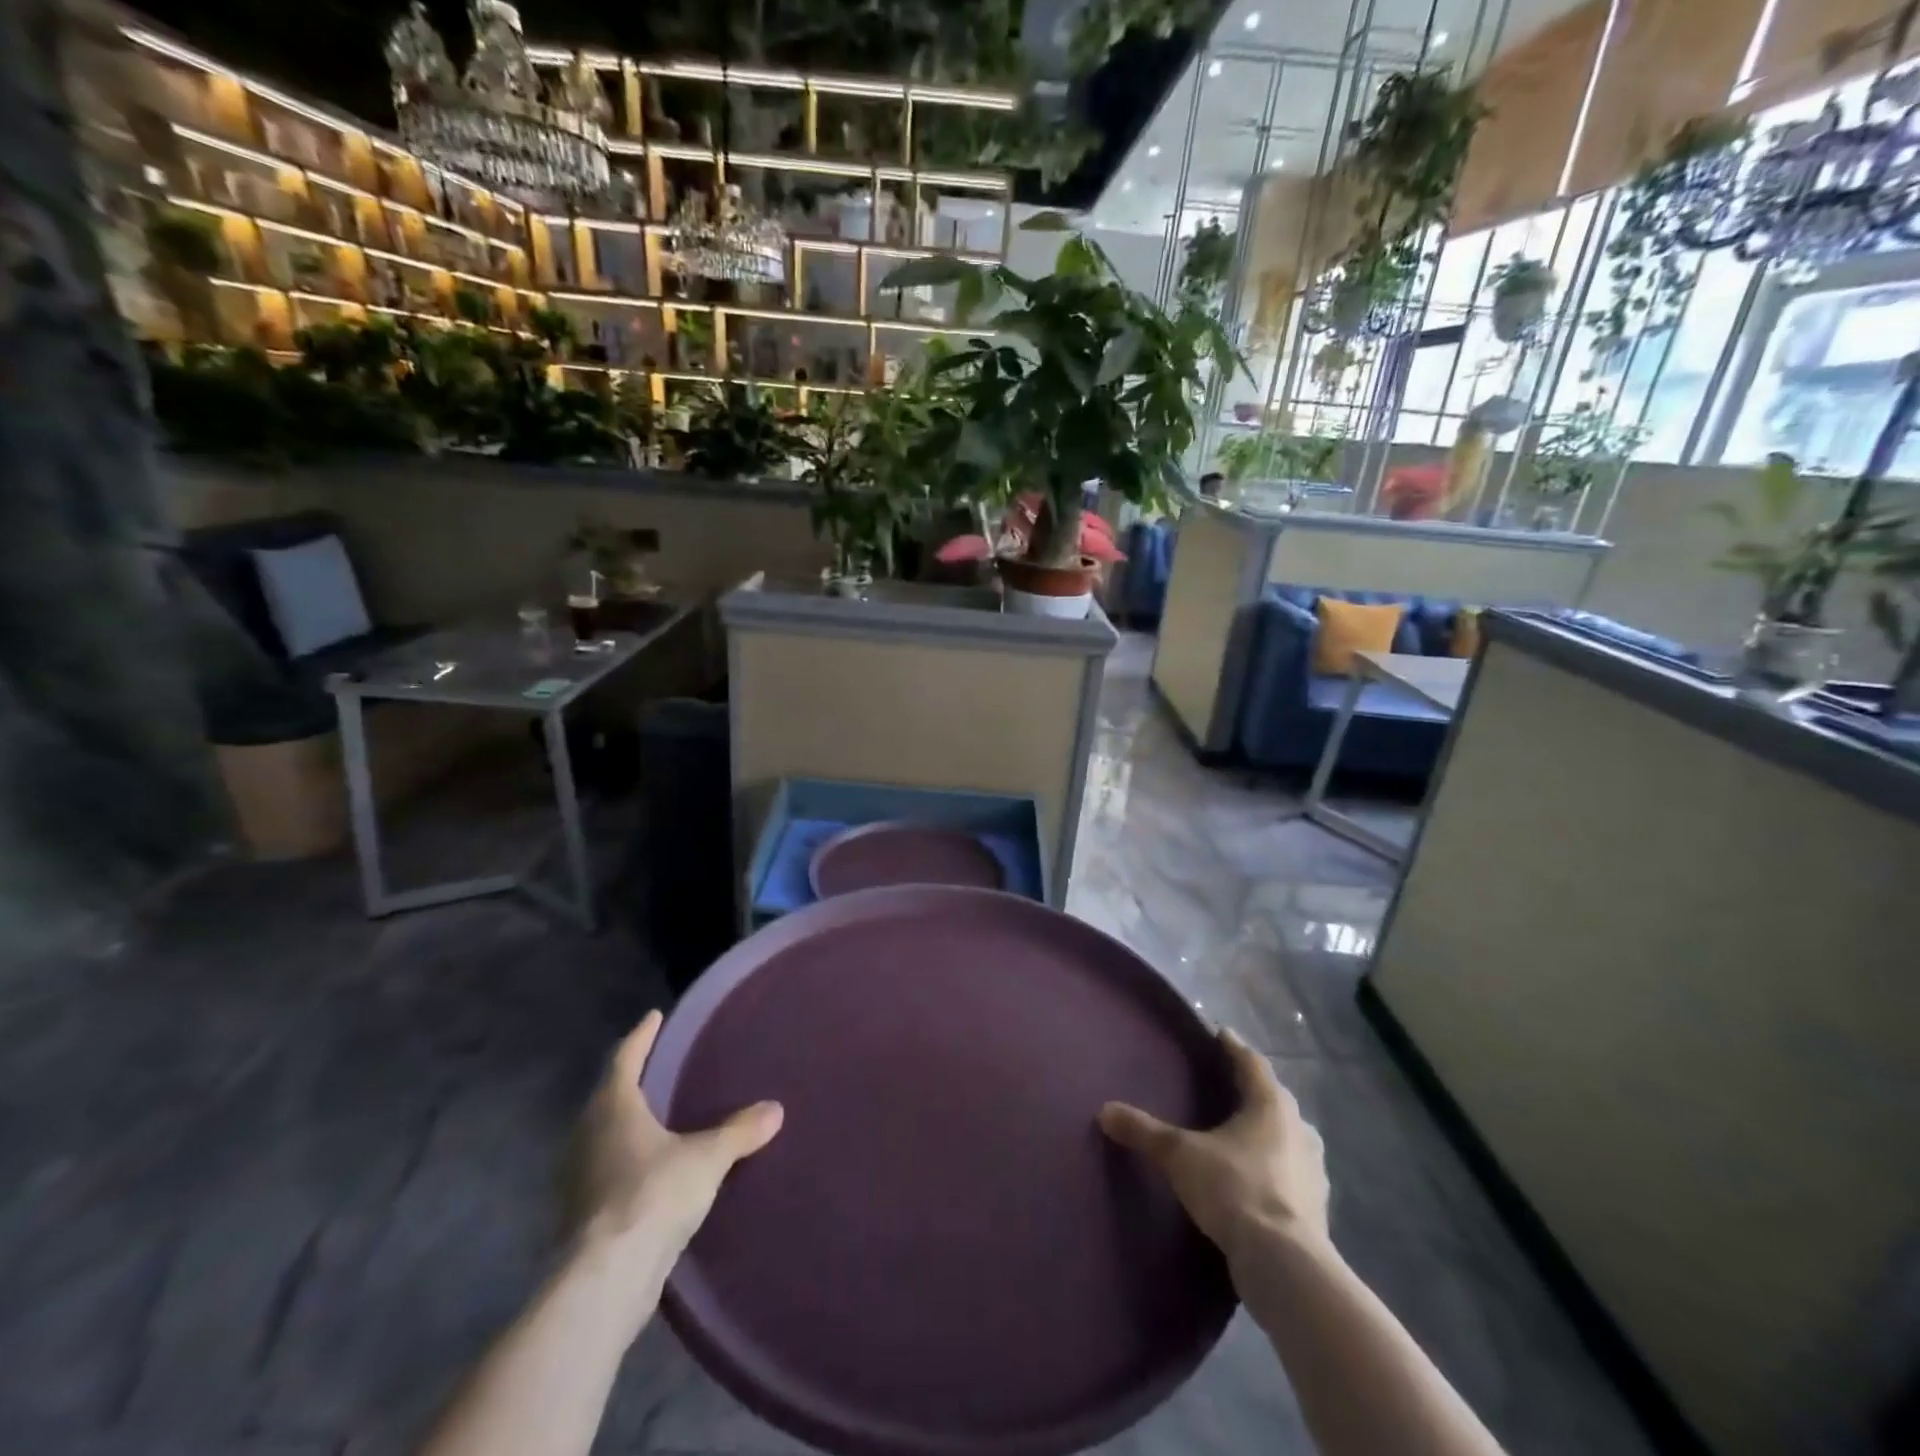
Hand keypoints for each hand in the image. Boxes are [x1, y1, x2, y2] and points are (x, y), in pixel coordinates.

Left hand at [568, 1012, 783, 1265]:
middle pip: (608, 1096)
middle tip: (658, 1066)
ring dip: (625, 1124)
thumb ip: (740, 1131)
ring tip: (655, 1117)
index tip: (653, 1016)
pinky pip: (605, 1170)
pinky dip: (624, 1161)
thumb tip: (775, 1109)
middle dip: (631, 1080)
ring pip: (602, 1135)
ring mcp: (579, 1177)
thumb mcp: (707, 1158)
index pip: (625, 1058)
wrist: (606, 1279)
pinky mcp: (580, 1214)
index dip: (641, 1036)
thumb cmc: (653, 1196)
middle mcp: (588, 1135)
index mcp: (613, 1108)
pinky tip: (646, 1170)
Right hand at [1099, 1027, 1329, 1268]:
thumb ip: (1144, 1131)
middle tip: (1227, 1084)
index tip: (1220, 1034)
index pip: (1252, 1064)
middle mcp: (1299, 1130)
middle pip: (1274, 1099)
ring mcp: (1313, 1171)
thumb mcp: (1179, 1155)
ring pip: (1287, 1137)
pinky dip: (1275, 1168)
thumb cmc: (1234, 1189)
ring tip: (1241, 1132)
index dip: (1234, 1047)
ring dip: (1268, 1131)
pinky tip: (1257, 1178)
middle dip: (1252, 1090)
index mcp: (1271, 1105)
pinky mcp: (1317, 1208)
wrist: (1284, 1265)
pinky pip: (1292, 1173)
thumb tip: (1104, 1111)